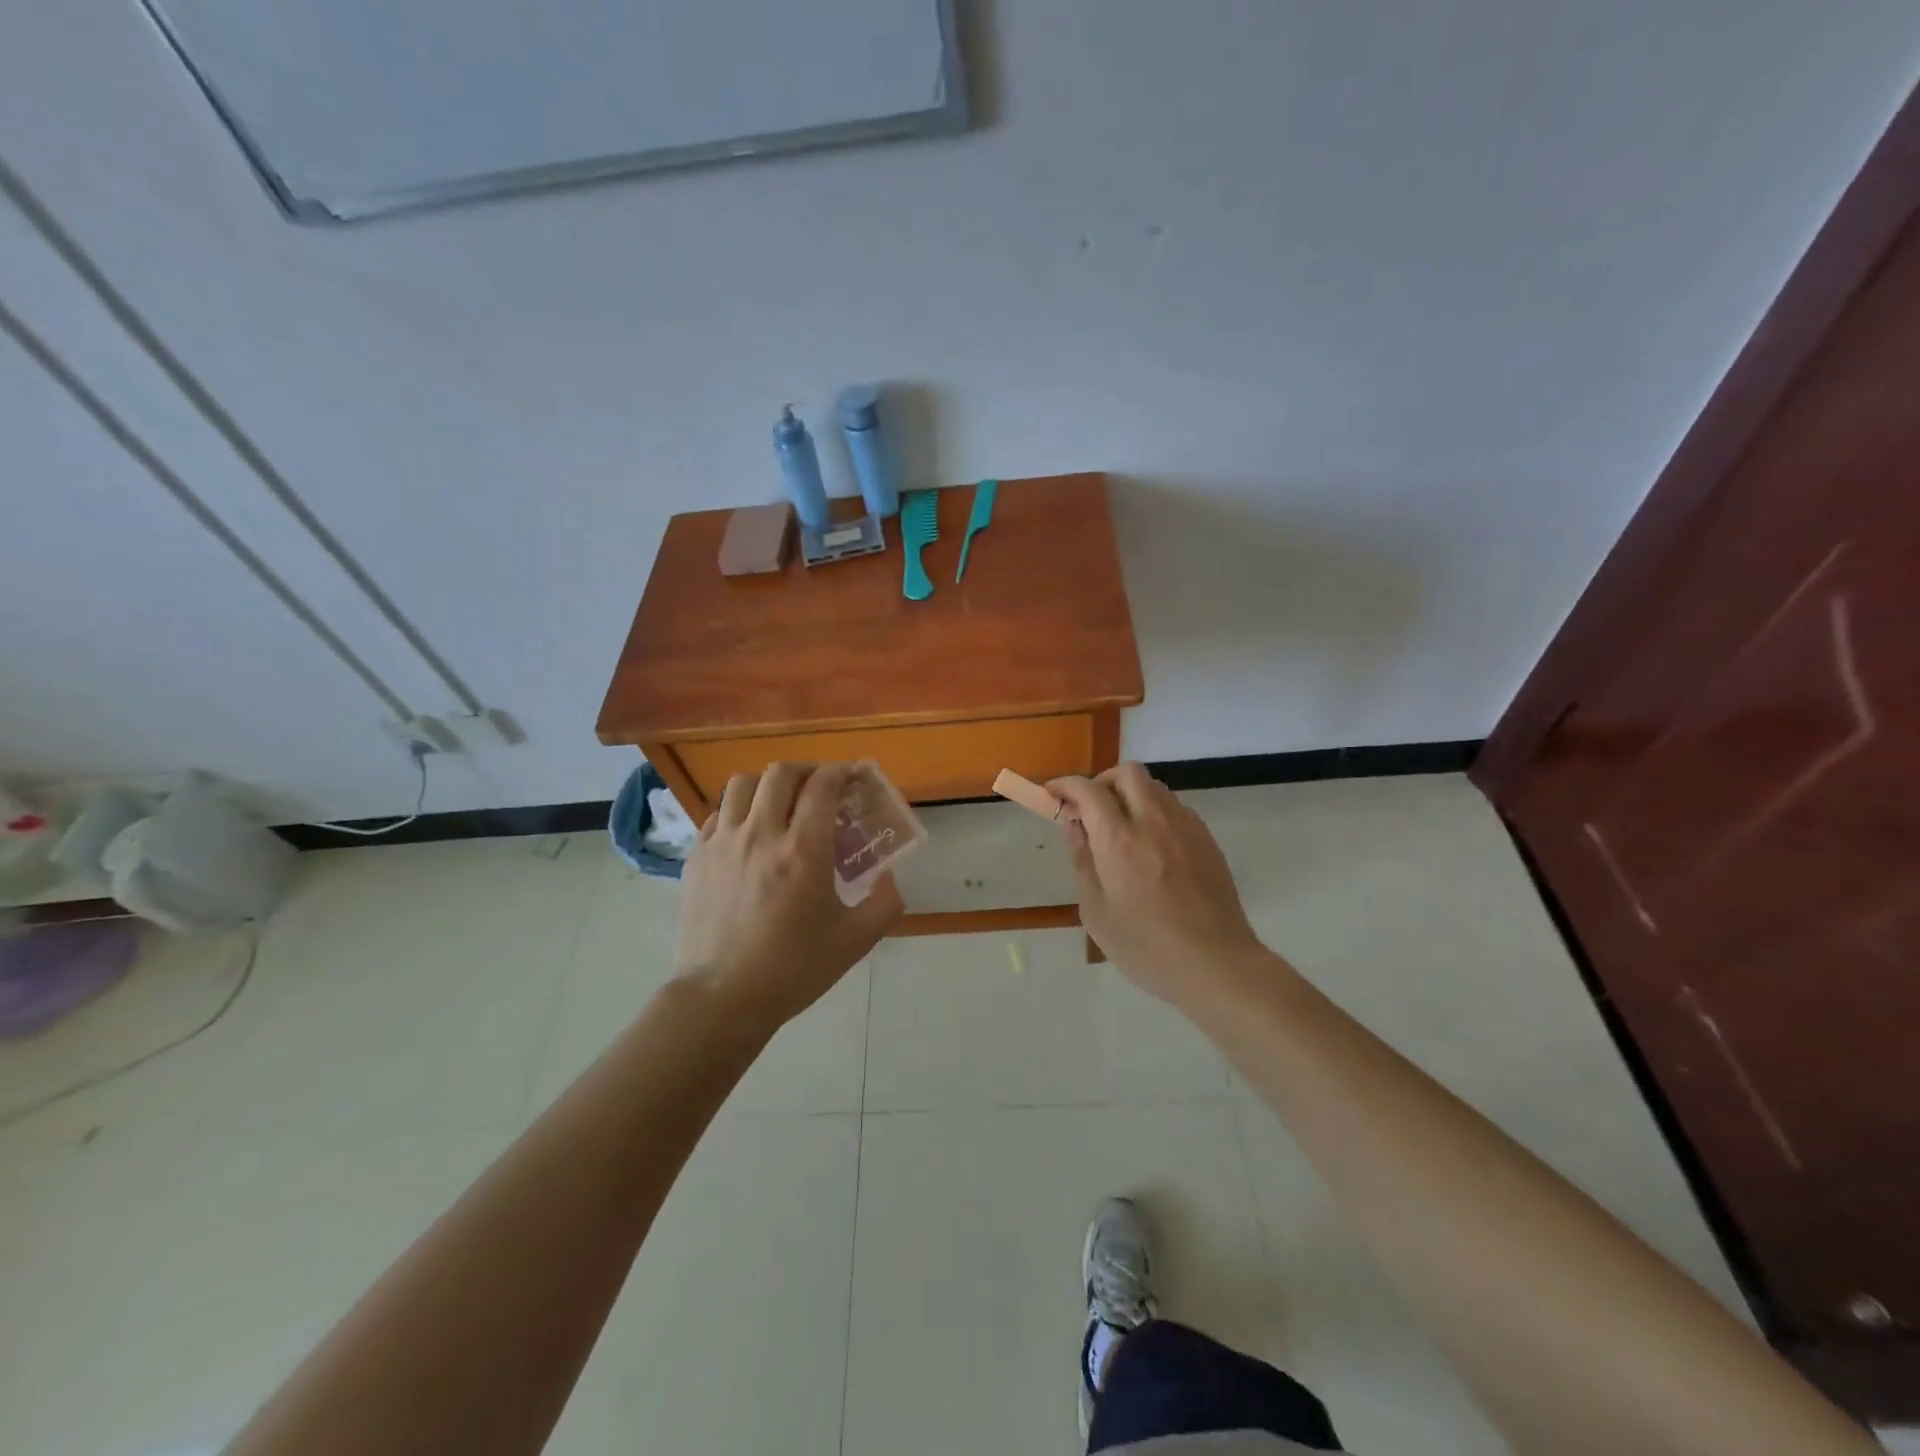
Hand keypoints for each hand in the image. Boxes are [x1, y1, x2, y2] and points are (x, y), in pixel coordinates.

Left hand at [675, 762, 902, 1031]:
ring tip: (782, 803)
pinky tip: (750, 831)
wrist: (722, 998)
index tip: (853, 776)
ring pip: (743, 784)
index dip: (841, 771)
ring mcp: (722, 843)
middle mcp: (760, 834)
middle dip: (808, 771)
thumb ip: (885, 902)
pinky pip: (718, 813)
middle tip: (821, 788)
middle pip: (782, 773)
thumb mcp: (855, 940)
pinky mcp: (697, 857)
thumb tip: (890, 875)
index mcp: (803, 851)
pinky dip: (739, 809)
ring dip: (769, 784)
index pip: (822, 785)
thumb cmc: (794, 969)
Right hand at [1049, 763, 1274, 1012]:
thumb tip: (1074, 825)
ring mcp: (1186, 828)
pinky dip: (1155, 813)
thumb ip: (1083, 860)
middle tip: (1090, 811)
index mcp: (1119, 840)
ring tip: (1121, 830)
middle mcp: (1153, 822)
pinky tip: (1153, 848)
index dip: (1064, 785)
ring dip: (1131, 796)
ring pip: (1155, 787)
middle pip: (1127, 773)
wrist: (1217, 965)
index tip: (1052, 794)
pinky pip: (1176, 808)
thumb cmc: (1146, 947)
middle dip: (1102, 782)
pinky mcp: (1207, 840)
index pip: (1088, 790)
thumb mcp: (1097, 912)